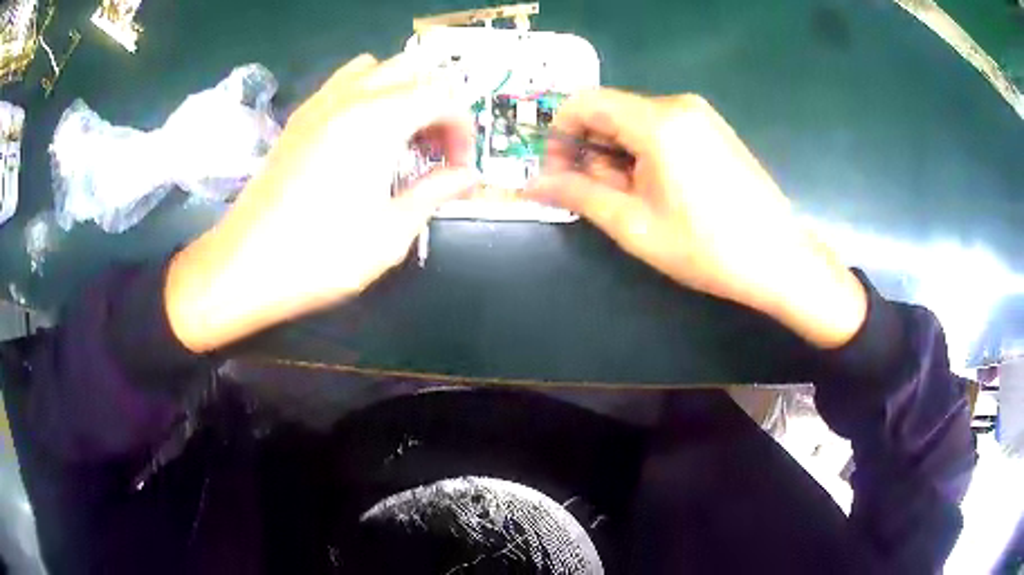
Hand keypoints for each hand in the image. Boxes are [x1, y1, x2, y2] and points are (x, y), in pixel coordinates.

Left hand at [165, 54, 478, 351]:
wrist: (244, 266)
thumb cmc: (320, 256)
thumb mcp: (390, 233)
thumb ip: (435, 194)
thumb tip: (468, 176)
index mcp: (378, 121)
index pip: (443, 96)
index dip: (463, 128)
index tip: (459, 168)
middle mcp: (350, 97)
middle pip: (415, 70)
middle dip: (438, 103)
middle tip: (436, 149)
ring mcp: (320, 103)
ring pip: (378, 67)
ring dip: (402, 91)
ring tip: (402, 134)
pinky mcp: (299, 117)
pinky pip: (344, 81)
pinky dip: (368, 92)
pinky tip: (363, 135)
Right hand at [526, 90, 866, 348]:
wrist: (779, 258)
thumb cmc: (706, 247)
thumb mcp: (633, 224)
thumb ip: (578, 195)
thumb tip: (532, 183)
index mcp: (657, 120)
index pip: (585, 103)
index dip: (559, 133)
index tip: (557, 172)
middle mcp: (678, 104)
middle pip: (610, 112)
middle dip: (589, 149)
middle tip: (594, 196)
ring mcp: (700, 115)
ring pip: (635, 122)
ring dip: (617, 155)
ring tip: (629, 200)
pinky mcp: (713, 129)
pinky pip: (662, 129)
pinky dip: (644, 153)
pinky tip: (657, 190)